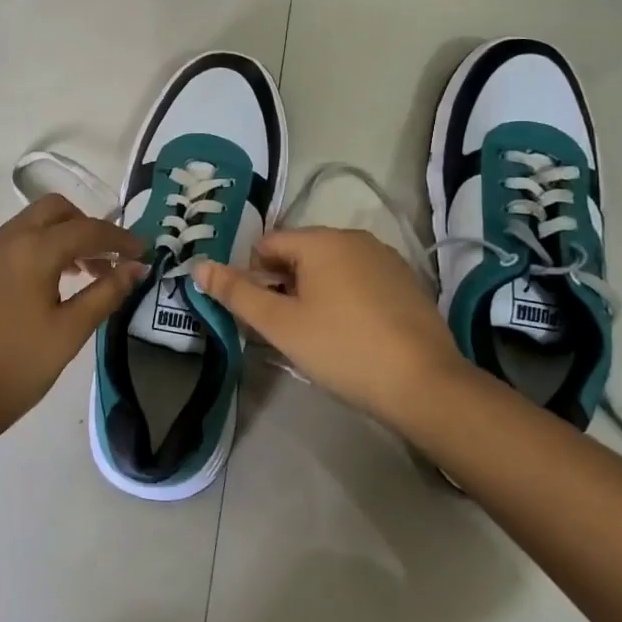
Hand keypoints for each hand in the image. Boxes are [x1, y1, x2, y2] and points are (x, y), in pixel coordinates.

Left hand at [0, 195, 145, 449]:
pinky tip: (53, 284)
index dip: (120, 239)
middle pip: (56, 210)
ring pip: (34, 223)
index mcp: (34, 249)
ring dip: (64, 236)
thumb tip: (137, 267)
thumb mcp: (70, 331)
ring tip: (86, 275)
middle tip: (109, 260)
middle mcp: (8, 239)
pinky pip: (17, 241)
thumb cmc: (16, 366)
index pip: (88, 229)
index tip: (144, 253)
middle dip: (88, 226)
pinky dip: (42, 247)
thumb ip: (106, 292)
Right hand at [193, 227, 464, 429]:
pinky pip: (360, 280)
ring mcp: (385, 258)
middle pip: (299, 253)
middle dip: (285, 285)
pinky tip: (353, 335)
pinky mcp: (407, 282)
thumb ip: (236, 292)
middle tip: (289, 330)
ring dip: (314, 293)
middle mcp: (354, 237)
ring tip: (320, 336)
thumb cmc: (342, 349)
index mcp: (321, 240)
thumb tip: (197, 265)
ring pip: (330, 267)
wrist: (424, 384)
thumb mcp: (281, 324)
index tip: (264, 316)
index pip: (267, 244)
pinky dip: (346, 299)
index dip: (254, 278)